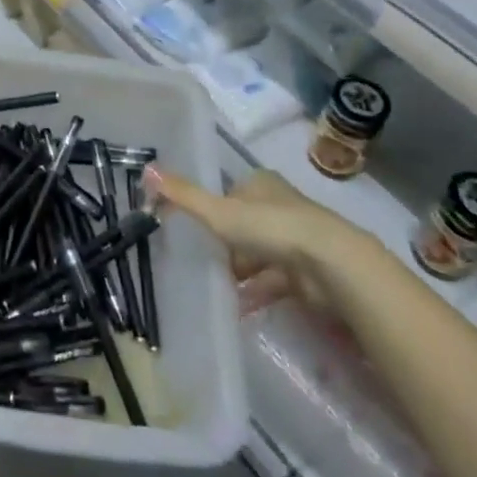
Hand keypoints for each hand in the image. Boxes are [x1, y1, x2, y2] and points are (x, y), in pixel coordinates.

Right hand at [146, 166, 369, 318]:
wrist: (329, 265)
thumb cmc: (270, 228)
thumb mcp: (219, 211)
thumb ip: (183, 195)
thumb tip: (147, 169)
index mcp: (262, 184)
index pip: (231, 194)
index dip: (214, 212)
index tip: (197, 232)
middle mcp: (281, 206)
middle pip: (246, 225)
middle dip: (227, 245)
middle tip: (203, 263)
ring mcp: (297, 239)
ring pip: (260, 254)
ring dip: (241, 272)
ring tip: (216, 288)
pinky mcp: (307, 271)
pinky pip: (274, 281)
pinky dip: (257, 293)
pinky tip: (239, 308)